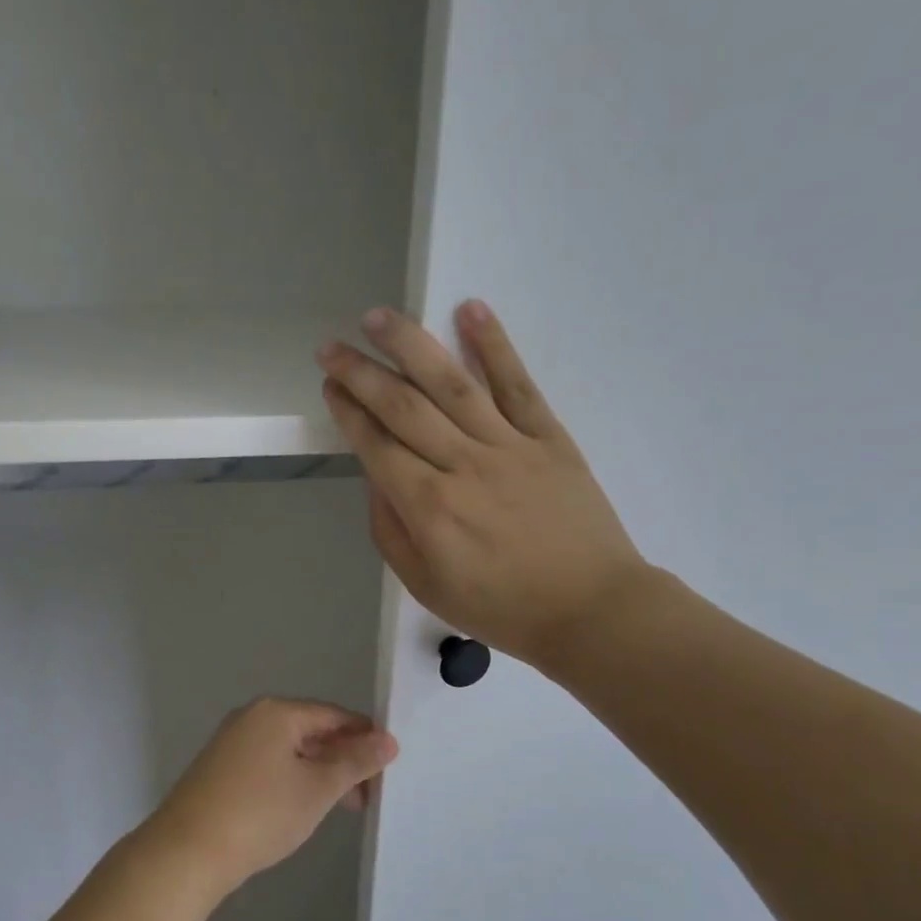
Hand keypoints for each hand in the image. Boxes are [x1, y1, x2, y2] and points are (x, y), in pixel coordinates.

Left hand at [140, 698, 397, 898]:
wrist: (186, 853)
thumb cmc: (259, 813)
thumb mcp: (317, 788)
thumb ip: (355, 762)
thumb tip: (388, 740)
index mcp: (275, 712)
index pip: (333, 715)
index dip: (364, 738)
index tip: (388, 768)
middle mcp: (250, 719)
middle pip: (310, 731)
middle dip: (342, 760)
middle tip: (368, 795)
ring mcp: (231, 744)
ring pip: (289, 751)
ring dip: (319, 774)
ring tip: (342, 807)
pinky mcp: (219, 771)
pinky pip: (268, 766)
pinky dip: (292, 781)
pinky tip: (303, 808)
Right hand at [318, 300, 649, 670]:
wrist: (590, 610)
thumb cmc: (501, 608)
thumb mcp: (426, 586)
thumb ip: (391, 530)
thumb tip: (377, 479)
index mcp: (428, 508)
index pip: (376, 446)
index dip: (348, 411)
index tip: (329, 384)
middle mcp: (462, 466)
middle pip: (403, 406)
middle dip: (361, 372)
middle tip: (333, 345)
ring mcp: (508, 446)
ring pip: (451, 384)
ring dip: (412, 346)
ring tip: (381, 317)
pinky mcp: (549, 438)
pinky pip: (517, 385)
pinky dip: (494, 345)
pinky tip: (470, 310)